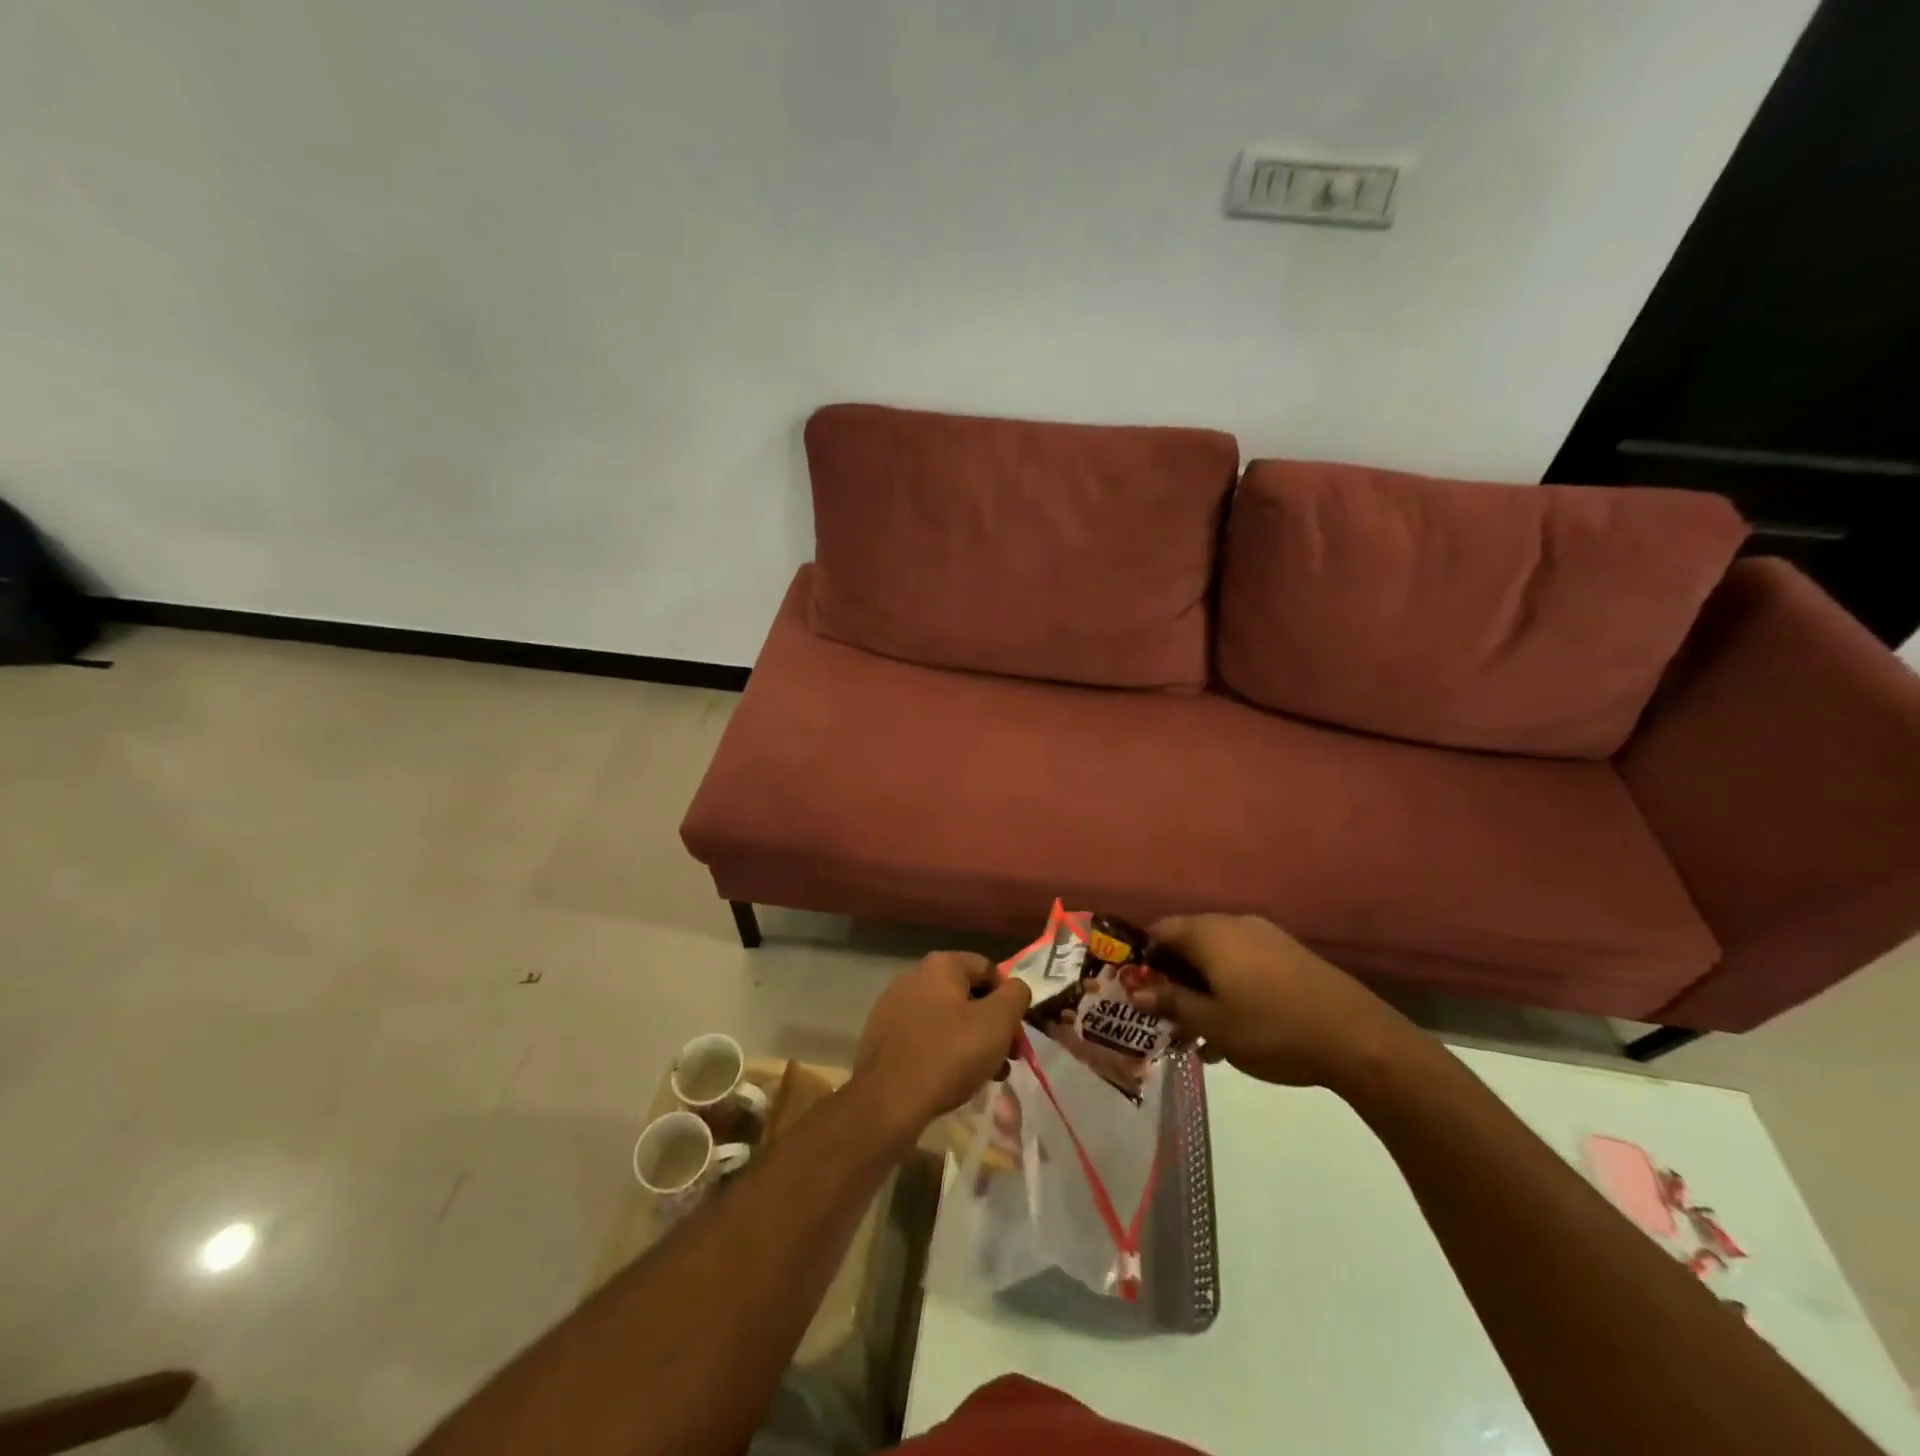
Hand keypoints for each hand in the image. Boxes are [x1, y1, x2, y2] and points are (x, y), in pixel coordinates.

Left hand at [852, 952, 1031, 1149]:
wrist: (888, 1100)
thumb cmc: (949, 1054)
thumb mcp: (997, 1022)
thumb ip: (1016, 996)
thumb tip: (1016, 988)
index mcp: (941, 965)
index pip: (988, 969)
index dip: (1009, 999)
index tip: (1016, 1033)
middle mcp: (914, 975)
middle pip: (967, 995)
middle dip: (991, 1025)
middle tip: (1006, 1059)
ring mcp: (893, 1005)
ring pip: (946, 1018)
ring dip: (970, 1041)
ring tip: (983, 1075)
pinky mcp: (882, 1034)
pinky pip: (924, 1036)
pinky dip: (942, 1051)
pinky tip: (951, 1079)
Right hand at [1130, 914, 1418, 1089]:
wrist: (1358, 1038)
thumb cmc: (1272, 1028)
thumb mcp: (1213, 1023)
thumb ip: (1171, 1004)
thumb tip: (1135, 991)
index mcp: (1210, 933)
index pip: (1159, 931)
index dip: (1141, 959)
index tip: (1134, 991)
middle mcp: (1234, 924)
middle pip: (1187, 943)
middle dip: (1171, 979)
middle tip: (1164, 1017)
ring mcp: (1266, 938)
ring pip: (1216, 958)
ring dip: (1200, 989)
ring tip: (1197, 1034)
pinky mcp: (1288, 956)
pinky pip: (1243, 965)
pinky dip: (1229, 989)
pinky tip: (1233, 1031)